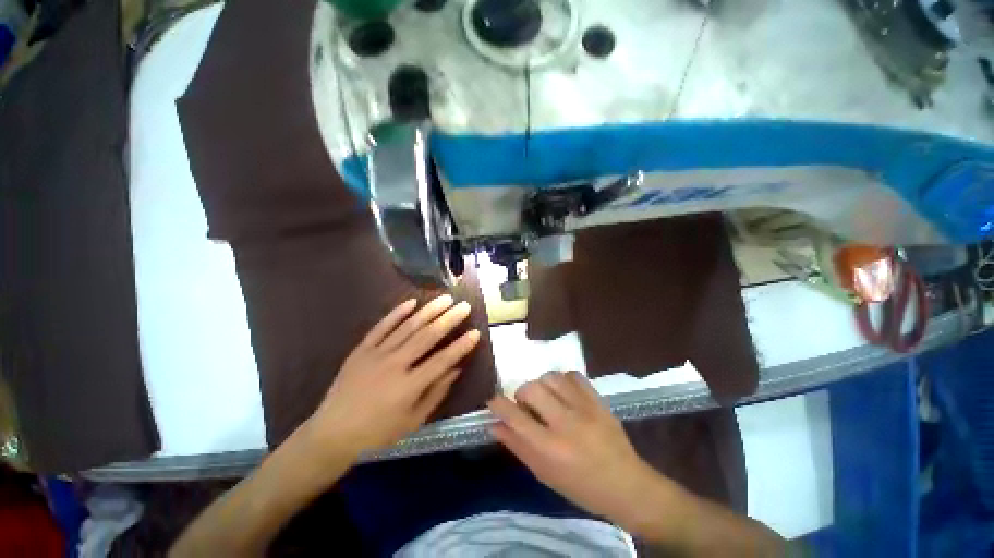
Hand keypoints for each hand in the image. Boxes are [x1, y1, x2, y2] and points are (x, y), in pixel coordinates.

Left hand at [303, 295, 480, 458]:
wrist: (332, 433)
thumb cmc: (377, 432)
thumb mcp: (413, 420)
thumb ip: (436, 393)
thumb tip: (456, 369)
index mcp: (408, 386)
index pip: (442, 360)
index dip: (461, 346)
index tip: (475, 333)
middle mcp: (394, 365)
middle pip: (427, 337)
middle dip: (449, 319)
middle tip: (464, 306)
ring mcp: (376, 354)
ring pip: (408, 327)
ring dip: (429, 311)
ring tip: (445, 298)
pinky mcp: (362, 349)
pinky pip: (381, 327)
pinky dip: (397, 313)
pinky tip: (412, 302)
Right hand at [488, 371, 669, 532]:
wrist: (627, 484)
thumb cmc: (580, 487)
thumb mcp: (544, 474)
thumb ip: (517, 447)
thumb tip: (495, 424)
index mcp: (550, 448)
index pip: (515, 417)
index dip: (498, 404)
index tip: (493, 400)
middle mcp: (565, 423)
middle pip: (532, 388)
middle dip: (522, 392)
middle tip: (527, 404)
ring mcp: (584, 408)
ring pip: (551, 377)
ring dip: (542, 384)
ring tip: (547, 397)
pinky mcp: (598, 399)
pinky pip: (573, 375)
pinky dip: (563, 379)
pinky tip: (564, 391)